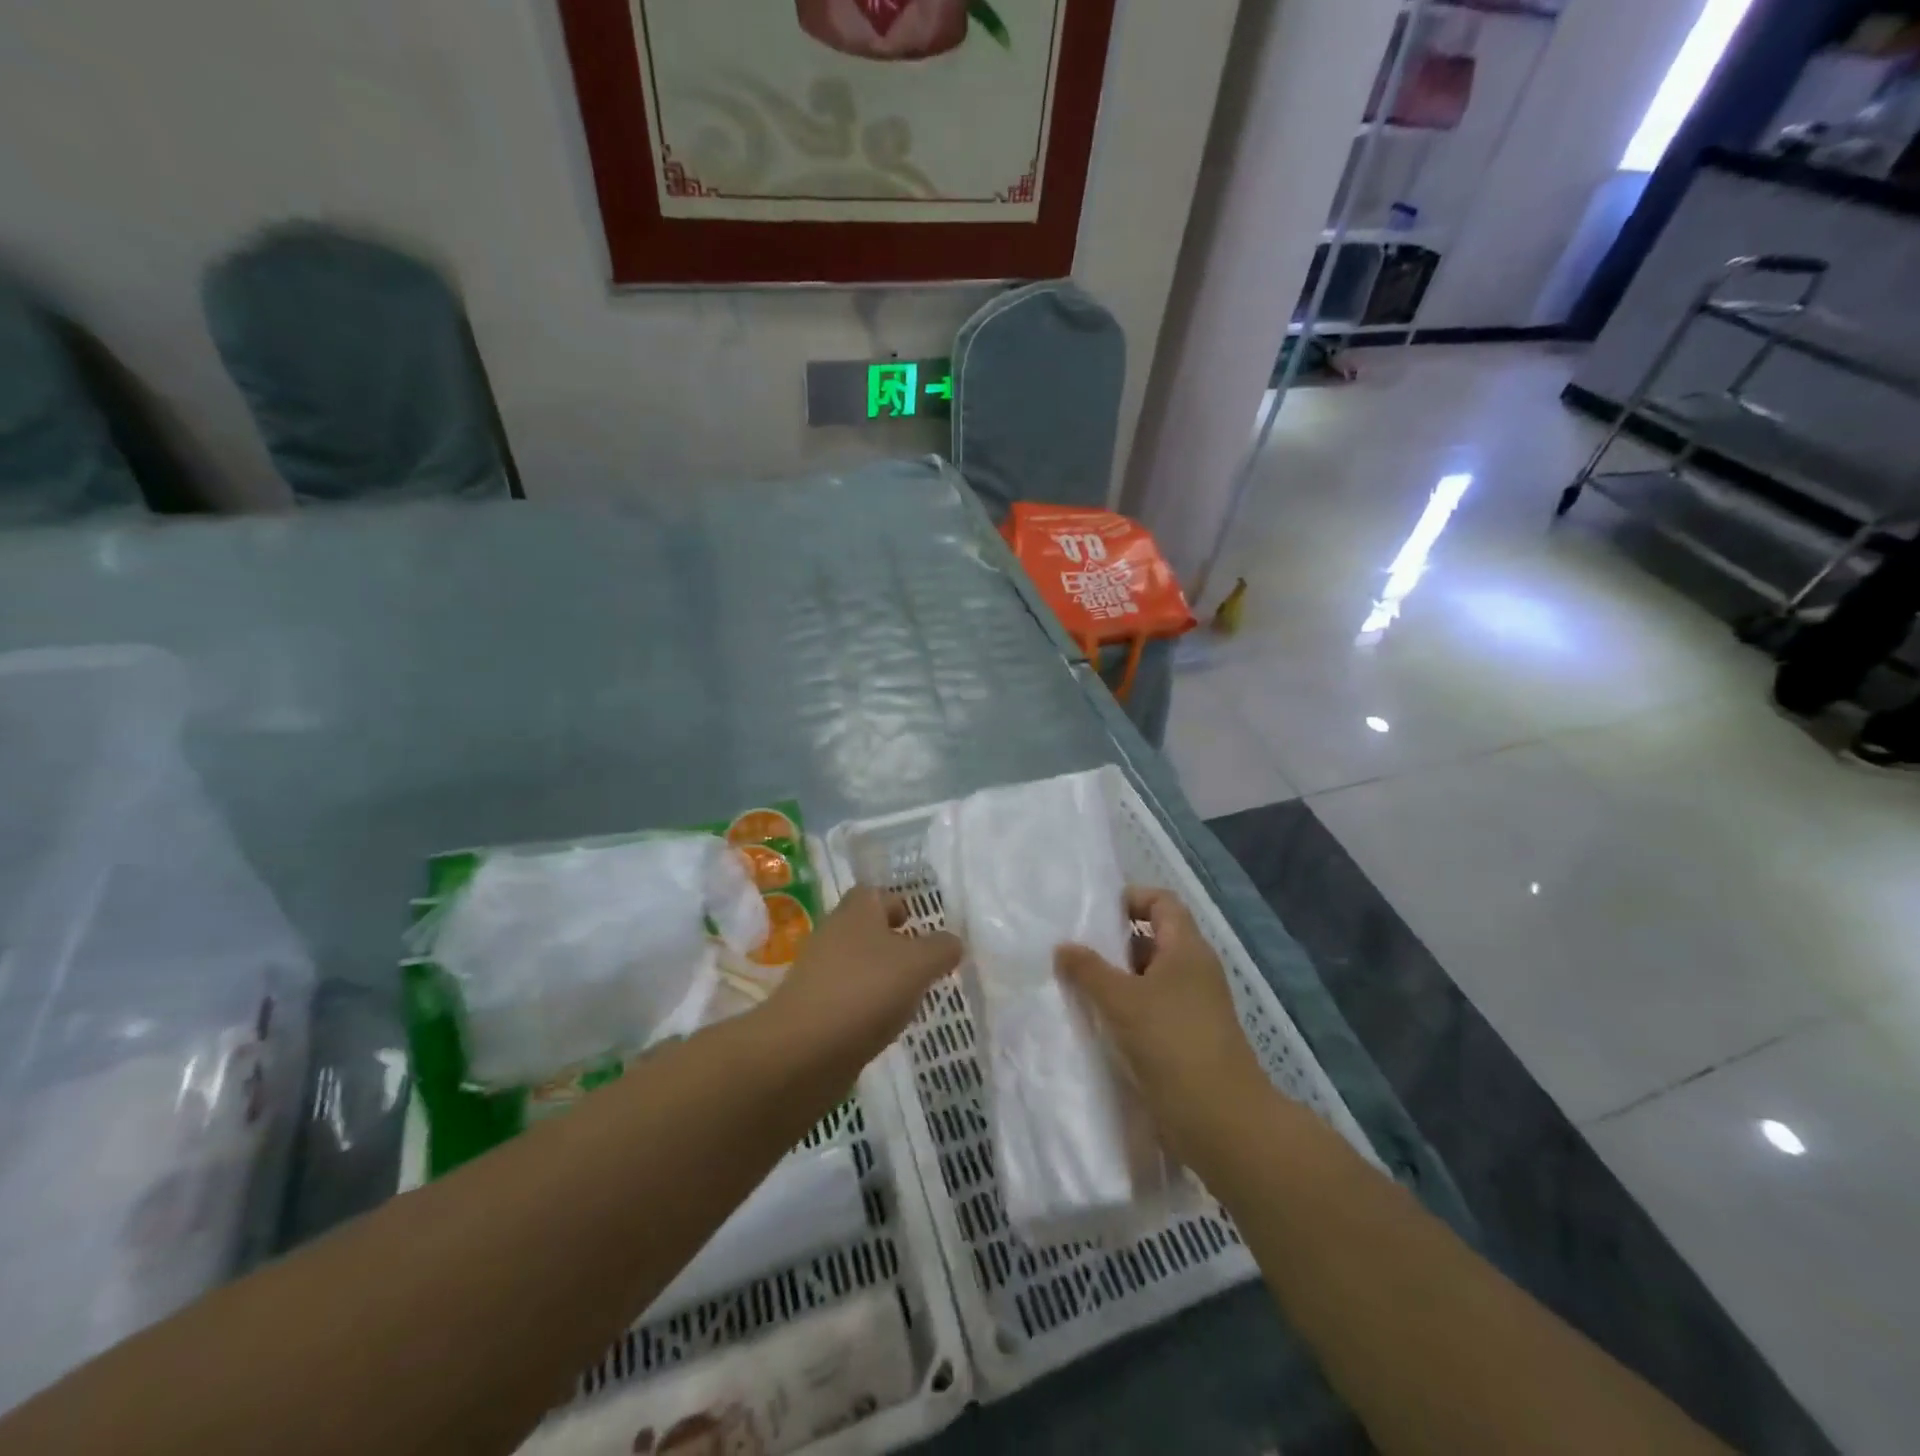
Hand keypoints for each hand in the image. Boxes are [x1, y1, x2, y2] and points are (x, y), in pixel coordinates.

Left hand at [768, 886, 961, 1069]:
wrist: (803, 1050)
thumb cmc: (866, 990)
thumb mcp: (918, 964)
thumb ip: (941, 949)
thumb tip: (952, 942)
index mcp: (856, 911)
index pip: (875, 893)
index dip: (897, 903)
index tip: (918, 924)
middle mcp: (834, 935)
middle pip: (866, 929)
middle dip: (893, 943)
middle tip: (923, 963)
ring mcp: (819, 974)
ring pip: (858, 965)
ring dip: (882, 977)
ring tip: (910, 997)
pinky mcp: (813, 1010)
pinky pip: (848, 998)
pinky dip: (866, 1007)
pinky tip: (884, 1025)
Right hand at [1057, 887, 1268, 1163]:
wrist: (1221, 1122)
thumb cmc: (1172, 1044)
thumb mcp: (1121, 1000)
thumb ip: (1088, 970)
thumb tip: (1063, 947)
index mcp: (1187, 949)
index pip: (1162, 902)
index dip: (1130, 899)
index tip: (1093, 914)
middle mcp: (1193, 971)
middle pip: (1152, 939)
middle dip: (1113, 943)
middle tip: (1073, 951)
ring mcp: (1192, 1008)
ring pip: (1147, 979)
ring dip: (1114, 981)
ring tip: (1074, 987)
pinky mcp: (1184, 1040)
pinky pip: (1149, 1011)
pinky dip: (1123, 1011)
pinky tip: (1094, 1023)